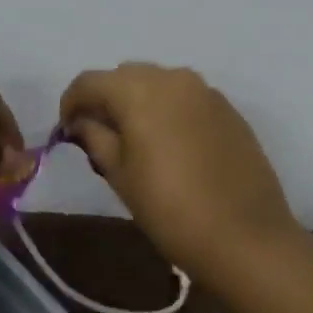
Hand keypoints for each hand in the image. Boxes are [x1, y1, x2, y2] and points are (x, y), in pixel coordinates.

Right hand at [59, 63, 297, 275]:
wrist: (245, 236)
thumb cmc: (170, 208)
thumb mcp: (119, 175)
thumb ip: (95, 137)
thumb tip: (83, 121)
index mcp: (139, 90)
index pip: (89, 81)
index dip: (70, 103)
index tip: (67, 131)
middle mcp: (173, 77)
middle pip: (125, 76)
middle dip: (106, 99)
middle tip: (99, 136)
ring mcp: (206, 91)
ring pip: (158, 83)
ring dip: (139, 101)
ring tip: (136, 140)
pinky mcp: (229, 109)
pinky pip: (186, 98)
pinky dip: (169, 110)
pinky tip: (171, 145)